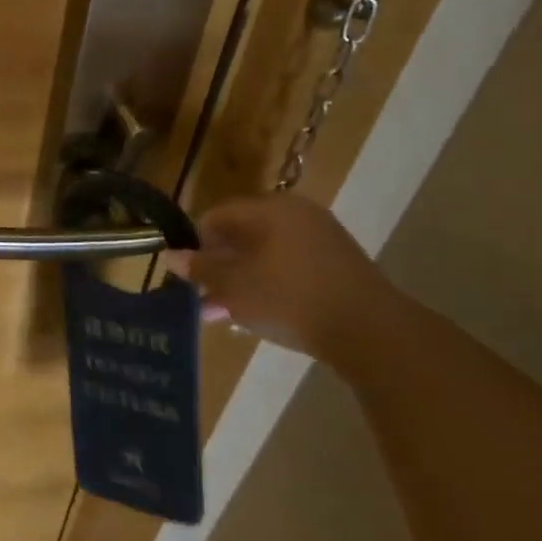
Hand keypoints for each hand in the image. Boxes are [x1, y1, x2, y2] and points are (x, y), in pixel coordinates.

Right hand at [161, 192, 394, 360]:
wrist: (371, 331)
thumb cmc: (289, 298)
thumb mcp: (233, 285)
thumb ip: (199, 268)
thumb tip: (170, 255)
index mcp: (268, 209)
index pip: (215, 216)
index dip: (195, 244)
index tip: (190, 275)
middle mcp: (295, 213)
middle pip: (240, 234)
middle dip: (219, 266)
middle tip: (206, 297)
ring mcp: (321, 237)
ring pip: (264, 253)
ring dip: (241, 279)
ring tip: (228, 312)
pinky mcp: (337, 263)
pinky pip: (289, 265)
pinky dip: (269, 283)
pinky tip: (260, 312)